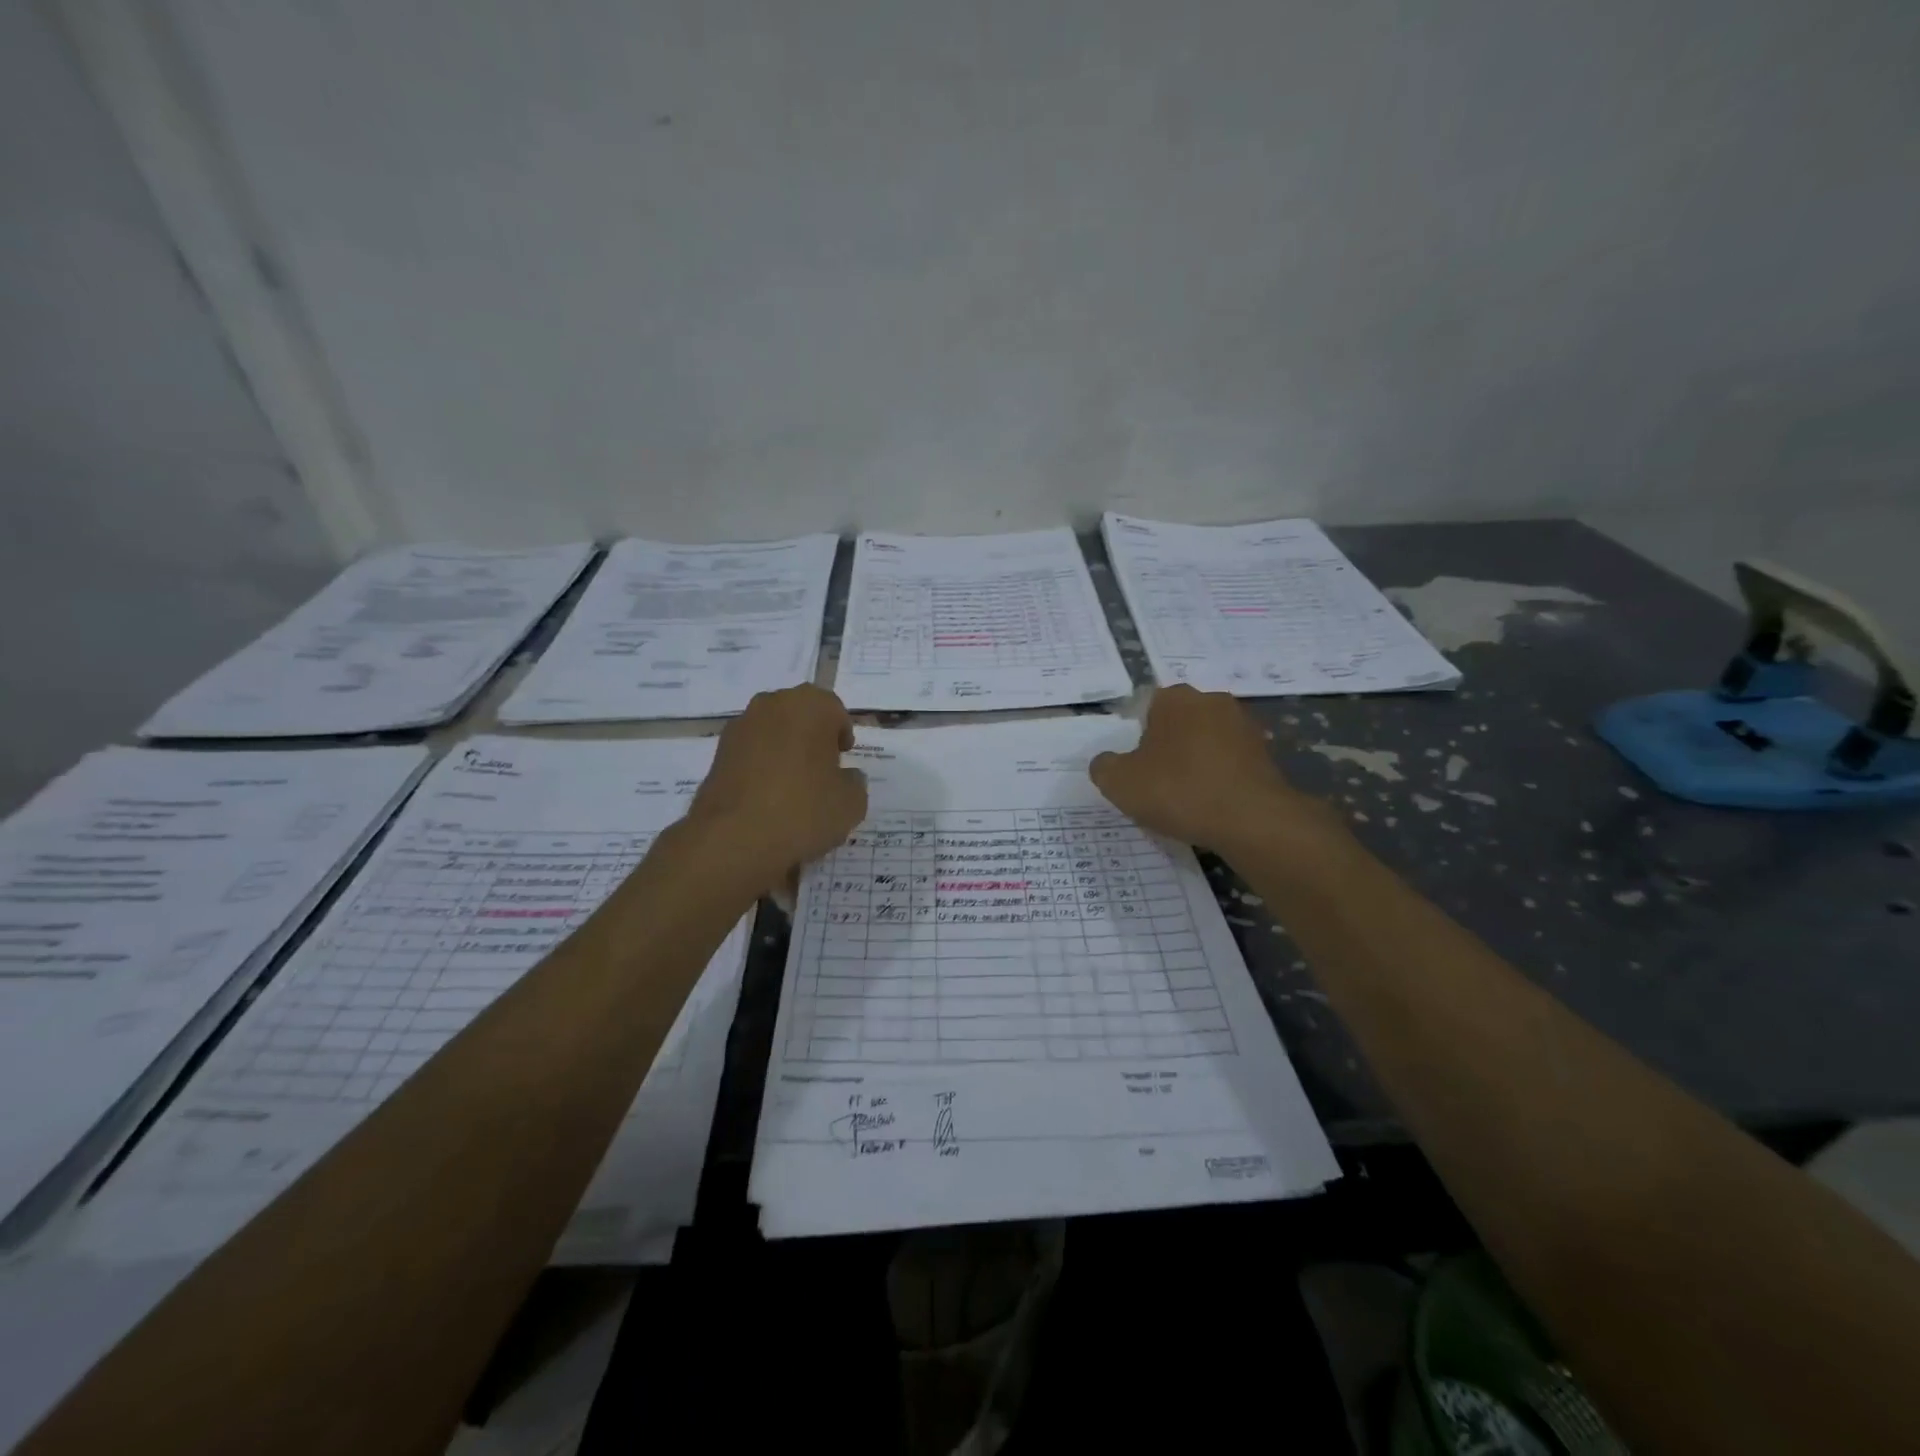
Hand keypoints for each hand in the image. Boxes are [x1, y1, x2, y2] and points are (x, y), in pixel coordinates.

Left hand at [685, 685, 866, 884]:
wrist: (733, 839)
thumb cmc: (803, 810)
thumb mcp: (852, 803)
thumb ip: (854, 782)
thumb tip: (846, 777)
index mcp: (810, 706)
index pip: (834, 710)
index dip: (841, 735)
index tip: (843, 759)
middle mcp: (772, 705)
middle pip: (800, 716)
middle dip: (812, 738)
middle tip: (821, 771)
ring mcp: (740, 727)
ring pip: (773, 733)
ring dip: (784, 751)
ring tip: (792, 789)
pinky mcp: (717, 753)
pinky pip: (751, 754)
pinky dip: (760, 768)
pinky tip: (767, 799)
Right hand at [1089, 685, 1346, 857]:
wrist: (1252, 821)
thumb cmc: (1178, 790)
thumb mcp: (1119, 783)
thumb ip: (1104, 766)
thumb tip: (1107, 762)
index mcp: (1176, 698)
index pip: (1146, 708)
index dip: (1137, 737)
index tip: (1135, 767)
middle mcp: (1212, 701)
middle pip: (1178, 723)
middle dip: (1167, 747)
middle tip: (1155, 783)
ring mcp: (1244, 727)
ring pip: (1205, 743)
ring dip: (1194, 763)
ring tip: (1184, 800)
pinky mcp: (1266, 754)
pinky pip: (1229, 764)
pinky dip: (1219, 779)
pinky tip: (1211, 806)